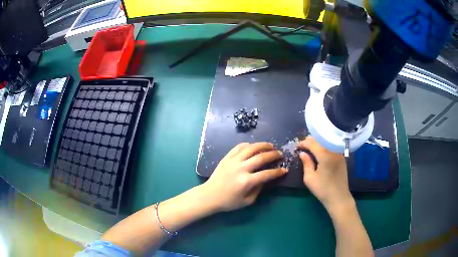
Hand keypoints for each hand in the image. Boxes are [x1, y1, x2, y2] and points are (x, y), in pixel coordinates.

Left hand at [202, 142, 287, 211]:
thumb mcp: (247, 201)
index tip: (285, 169)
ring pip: (250, 148)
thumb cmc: (228, 202)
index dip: (278, 172)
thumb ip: (258, 189)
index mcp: (246, 182)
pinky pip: (238, 147)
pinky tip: (253, 146)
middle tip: (280, 154)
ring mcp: (233, 161)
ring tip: (270, 145)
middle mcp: (241, 169)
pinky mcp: (226, 158)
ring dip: (262, 145)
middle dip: (273, 154)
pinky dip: (247, 145)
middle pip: (261, 157)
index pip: (267, 174)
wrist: (209, 196)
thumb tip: (265, 178)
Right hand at [298, 137, 353, 212]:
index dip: (303, 143)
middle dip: (310, 141)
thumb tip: (302, 153)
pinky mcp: (342, 157)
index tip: (297, 146)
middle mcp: (333, 151)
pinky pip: (332, 147)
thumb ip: (306, 163)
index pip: (312, 143)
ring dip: (318, 142)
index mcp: (325, 155)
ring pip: (327, 142)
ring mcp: (339, 153)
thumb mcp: (309, 178)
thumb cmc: (323, 189)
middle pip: (321, 139)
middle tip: (302, 146)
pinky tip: (319, 152)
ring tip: (310, 148)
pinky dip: (324, 146)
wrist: (339, 197)